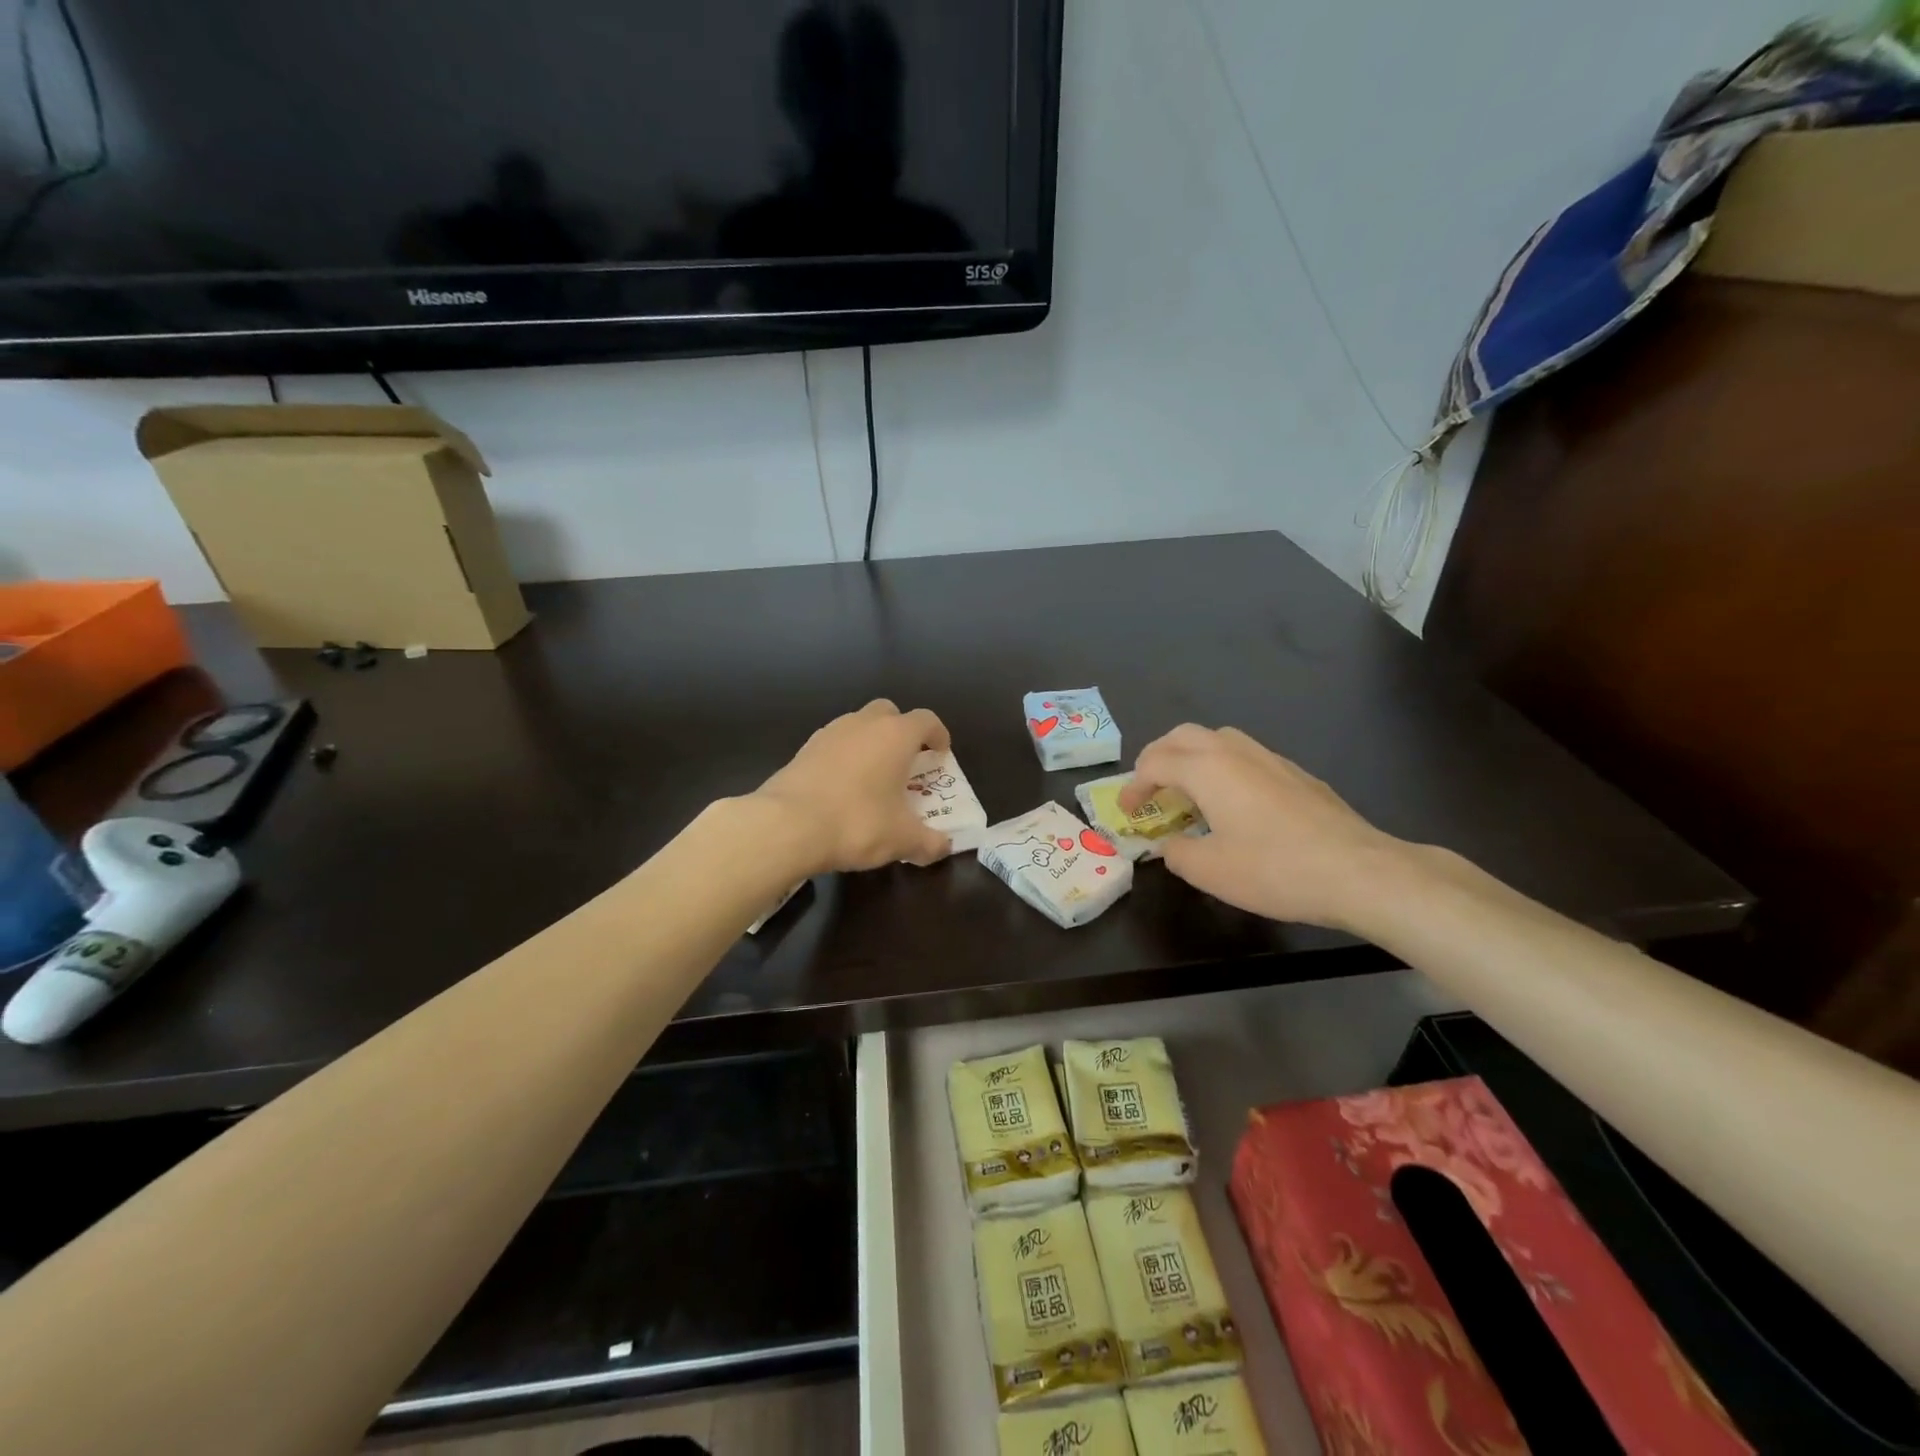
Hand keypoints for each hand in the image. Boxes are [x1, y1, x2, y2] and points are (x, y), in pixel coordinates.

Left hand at [755, 700, 953, 872]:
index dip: (938, 734)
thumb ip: (929, 842)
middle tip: (906, 760)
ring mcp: (829, 734)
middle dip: (901, 731)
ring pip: (857, 725)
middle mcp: (863, 724)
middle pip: (889, 713)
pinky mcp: (803, 750)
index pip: (926, 720)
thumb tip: (944, 848)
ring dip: (870, 742)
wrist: (786, 826)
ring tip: (873, 776)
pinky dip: (844, 757)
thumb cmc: (857, 823)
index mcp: (895, 736)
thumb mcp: (902, 839)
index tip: (941, 753)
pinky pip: (833, 744)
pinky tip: (842, 787)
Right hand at [1119, 725, 1407, 929]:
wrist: (1358, 871)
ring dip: (1192, 757)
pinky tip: (1233, 803)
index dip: (1133, 786)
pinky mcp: (1296, 774)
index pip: (1155, 762)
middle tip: (1150, 788)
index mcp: (1207, 769)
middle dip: (1158, 757)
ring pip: (1218, 738)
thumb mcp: (1210, 871)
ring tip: (1188, 791)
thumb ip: (1177, 853)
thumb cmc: (1274, 869)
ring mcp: (1270, 759)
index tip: (1128, 812)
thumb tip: (1170, 845)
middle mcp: (1235, 752)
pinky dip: (1223, 768)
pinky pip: (1245, 756)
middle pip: (1184, 735)